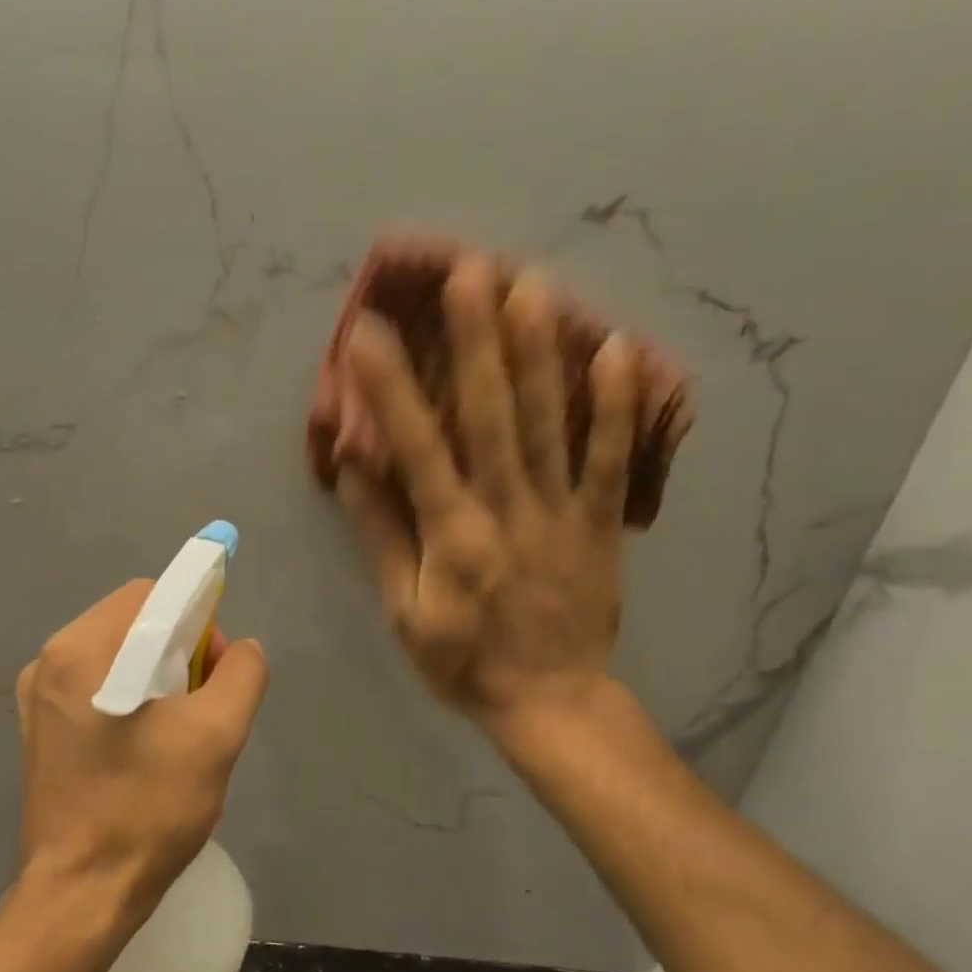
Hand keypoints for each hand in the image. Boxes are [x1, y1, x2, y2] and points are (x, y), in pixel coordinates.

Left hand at [15, 581, 269, 919]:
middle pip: (132, 623)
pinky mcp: (40, 730)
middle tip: (203, 706)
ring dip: (158, 678)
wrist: (82, 893)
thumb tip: (240, 649)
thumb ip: (241, 673)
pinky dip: (131, 699)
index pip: (151, 595)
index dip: (196, 618)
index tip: (215, 670)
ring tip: (180, 731)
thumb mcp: (216, 735)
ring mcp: (38, 697)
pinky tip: (148, 747)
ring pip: (117, 656)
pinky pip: (97, 688)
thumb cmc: (147, 809)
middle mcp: (48, 662)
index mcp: (80, 650)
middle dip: (179, 651)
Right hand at [336, 256, 640, 750]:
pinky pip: (611, 458)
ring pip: (550, 422)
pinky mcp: (600, 522)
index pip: (417, 448)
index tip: (368, 333)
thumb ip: (382, 538)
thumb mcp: (404, 612)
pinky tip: (619, 348)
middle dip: (476, 341)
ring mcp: (560, 511)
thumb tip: (352, 471)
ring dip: (540, 352)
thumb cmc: (463, 661)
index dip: (390, 388)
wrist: (550, 700)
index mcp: (452, 534)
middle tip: (469, 271)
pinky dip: (618, 405)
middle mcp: (506, 509)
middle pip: (491, 415)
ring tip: (532, 285)